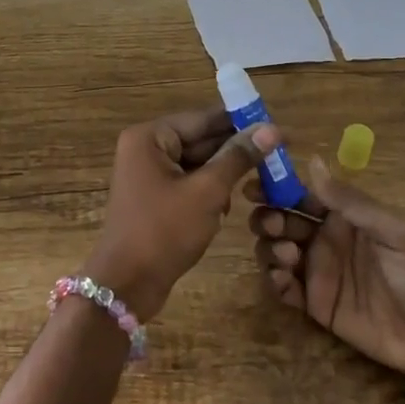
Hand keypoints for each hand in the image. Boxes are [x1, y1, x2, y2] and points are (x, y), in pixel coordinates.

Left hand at [86, 108, 277, 319]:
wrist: (127, 285)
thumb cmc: (164, 231)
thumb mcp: (207, 192)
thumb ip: (238, 158)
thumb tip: (271, 129)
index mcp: (150, 137)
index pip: (203, 119)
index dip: (240, 122)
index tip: (275, 126)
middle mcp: (145, 148)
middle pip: (200, 140)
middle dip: (234, 151)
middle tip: (277, 155)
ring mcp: (148, 174)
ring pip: (197, 163)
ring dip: (224, 174)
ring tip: (259, 181)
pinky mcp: (154, 197)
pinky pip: (189, 183)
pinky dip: (209, 191)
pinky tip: (227, 207)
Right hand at [249, 158, 404, 375]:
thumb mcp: (394, 228)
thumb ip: (351, 200)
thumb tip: (313, 161)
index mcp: (343, 216)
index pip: (301, 194)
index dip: (276, 188)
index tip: (253, 187)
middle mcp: (325, 238)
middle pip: (281, 220)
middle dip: (268, 218)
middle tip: (273, 226)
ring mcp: (318, 271)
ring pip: (275, 250)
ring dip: (270, 248)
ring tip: (290, 257)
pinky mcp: (314, 303)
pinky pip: (282, 288)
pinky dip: (274, 281)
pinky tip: (284, 281)